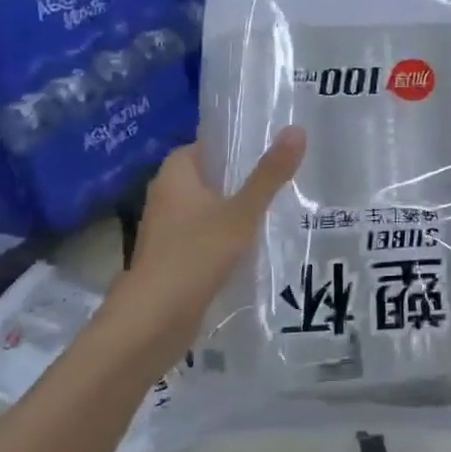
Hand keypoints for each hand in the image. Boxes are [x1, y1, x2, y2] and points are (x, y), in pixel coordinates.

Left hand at [108, 127, 306, 367]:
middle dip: (244, 178)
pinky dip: (230, 238)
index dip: (236, 143)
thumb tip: (297, 129)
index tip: (272, 145)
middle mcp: (167, 197)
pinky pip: (208, 237)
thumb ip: (270, 174)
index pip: (207, 144)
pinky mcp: (175, 260)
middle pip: (211, 177)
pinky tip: (260, 244)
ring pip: (210, 209)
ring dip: (238, 210)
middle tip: (286, 175)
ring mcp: (168, 231)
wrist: (153, 322)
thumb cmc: (195, 255)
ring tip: (282, 206)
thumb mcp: (242, 213)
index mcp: (175, 175)